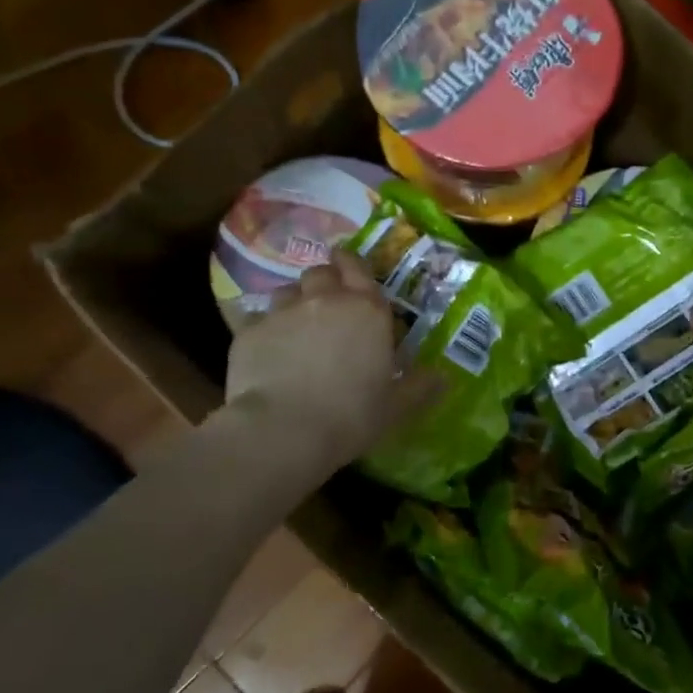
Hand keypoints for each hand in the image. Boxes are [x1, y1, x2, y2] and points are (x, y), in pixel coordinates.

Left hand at [222, 251, 439, 467]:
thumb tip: (443, 378)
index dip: (352, 264)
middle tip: (328, 302)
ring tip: (297, 325)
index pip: (358, 268)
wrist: (285, 429)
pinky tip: (268, 350)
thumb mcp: (397, 406)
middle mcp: (325, 300)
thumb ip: (420, 387)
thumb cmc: (352, 414)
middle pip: (321, 273)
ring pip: (287, 291)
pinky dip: (265, 329)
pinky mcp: (248, 331)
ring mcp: (283, 313)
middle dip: (325, 281)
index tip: (349, 266)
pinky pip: (258, 319)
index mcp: (367, 311)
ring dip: (295, 302)